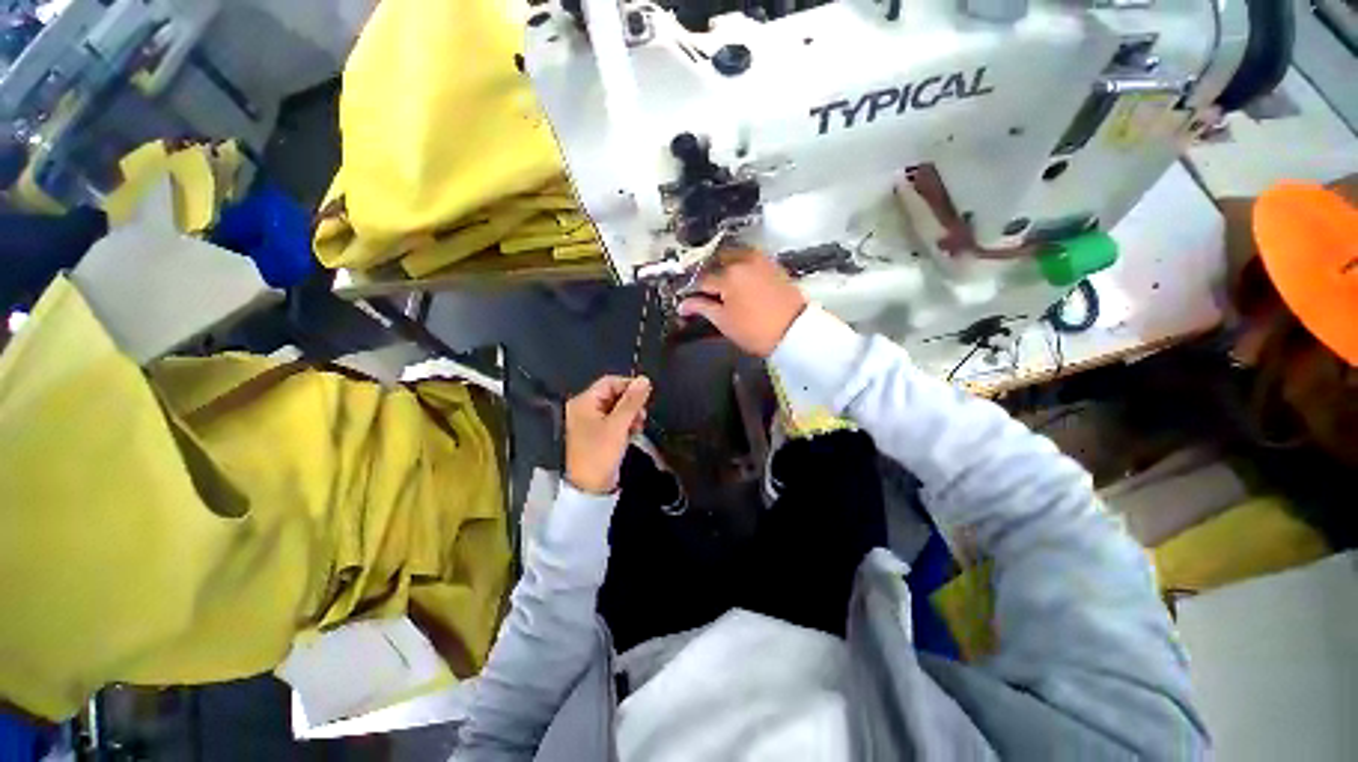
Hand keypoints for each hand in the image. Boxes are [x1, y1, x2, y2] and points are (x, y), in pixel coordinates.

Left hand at [564, 375, 651, 493]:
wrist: (591, 487)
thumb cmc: (600, 453)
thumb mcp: (618, 425)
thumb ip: (632, 401)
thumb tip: (644, 379)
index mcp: (584, 402)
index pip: (610, 382)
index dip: (629, 386)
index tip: (646, 395)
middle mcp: (585, 409)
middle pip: (614, 395)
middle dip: (631, 403)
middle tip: (642, 415)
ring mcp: (591, 422)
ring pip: (617, 408)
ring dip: (631, 415)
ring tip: (639, 426)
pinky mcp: (599, 434)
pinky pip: (615, 421)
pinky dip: (626, 424)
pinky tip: (633, 433)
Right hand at [677, 248, 806, 356]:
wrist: (795, 332)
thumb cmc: (757, 330)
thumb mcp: (724, 321)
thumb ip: (702, 308)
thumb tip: (684, 305)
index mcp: (728, 274)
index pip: (700, 279)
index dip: (689, 290)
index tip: (684, 299)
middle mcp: (743, 260)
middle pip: (716, 261)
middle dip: (705, 273)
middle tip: (698, 290)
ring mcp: (760, 261)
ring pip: (733, 257)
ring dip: (721, 266)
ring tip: (717, 285)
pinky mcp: (772, 266)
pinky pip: (749, 260)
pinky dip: (738, 266)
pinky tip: (736, 281)